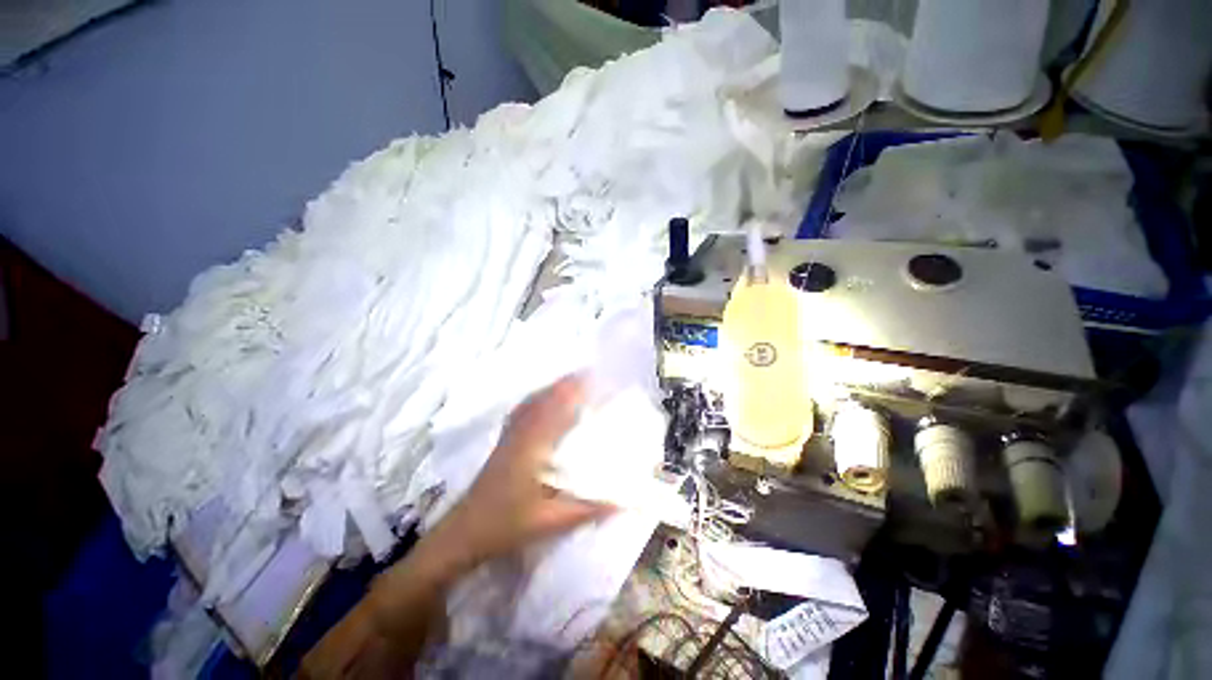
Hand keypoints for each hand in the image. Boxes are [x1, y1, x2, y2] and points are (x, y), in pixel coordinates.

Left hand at [431, 375, 613, 568]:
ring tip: (573, 380)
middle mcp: (521, 433)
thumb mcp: (549, 521)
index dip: (575, 390)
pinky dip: (537, 397)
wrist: (464, 531)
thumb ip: (586, 511)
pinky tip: (544, 398)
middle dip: (567, 383)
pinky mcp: (504, 440)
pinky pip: (523, 409)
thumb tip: (621, 502)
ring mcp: (510, 435)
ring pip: (532, 401)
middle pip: (545, 399)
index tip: (595, 378)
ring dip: (553, 387)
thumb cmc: (506, 525)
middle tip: (590, 373)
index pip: (557, 409)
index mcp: (533, 447)